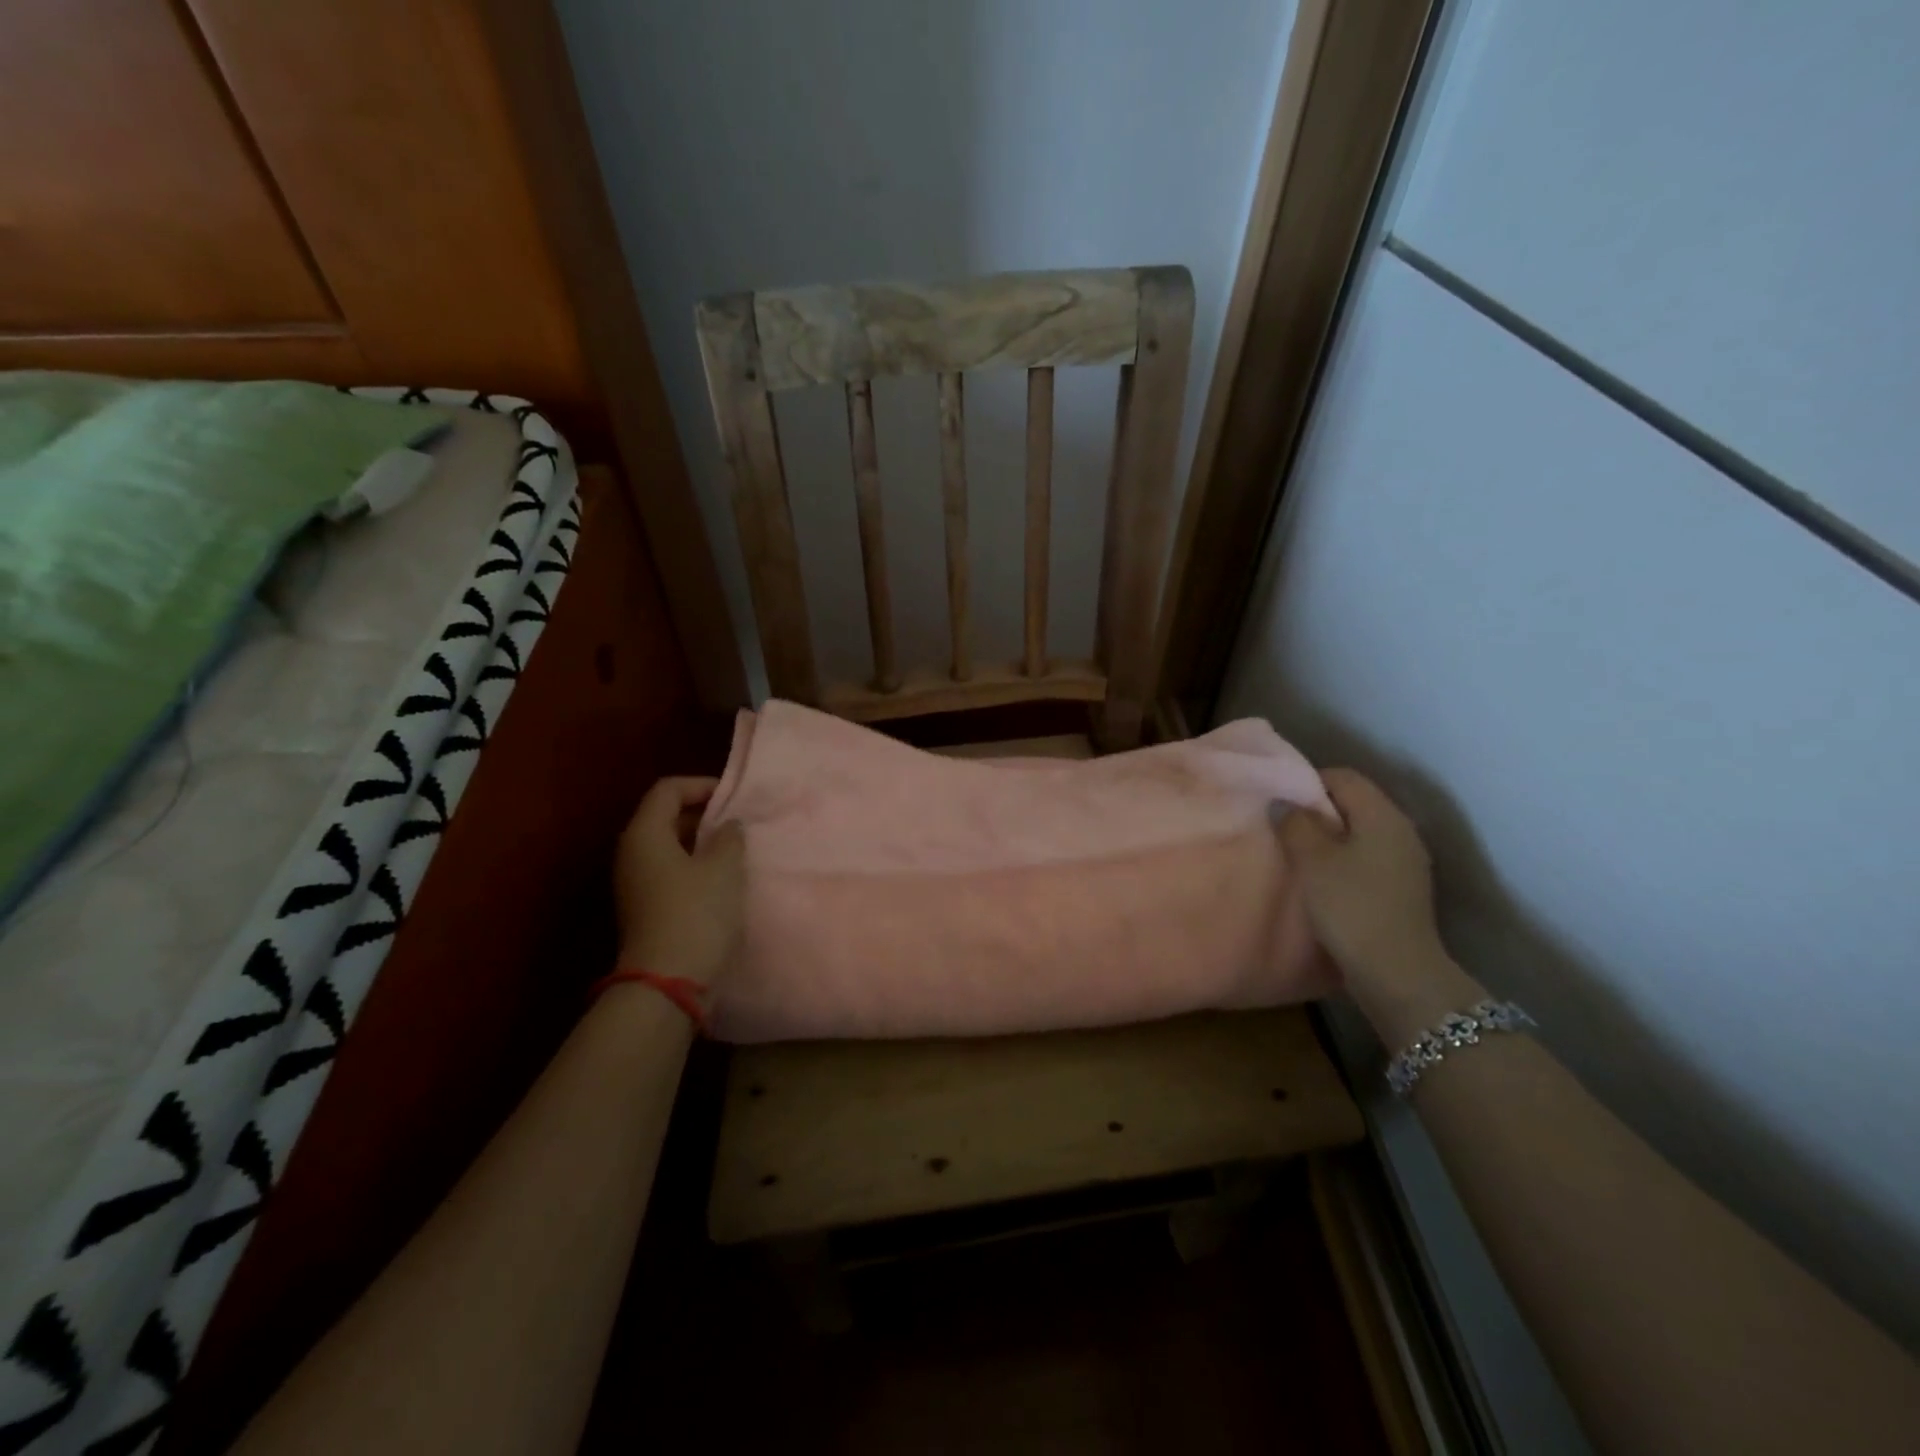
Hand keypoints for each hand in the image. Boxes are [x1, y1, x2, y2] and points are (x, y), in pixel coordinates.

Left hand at [613, 776, 744, 988]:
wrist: (668, 981)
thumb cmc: (696, 913)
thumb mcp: (723, 868)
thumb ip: (729, 837)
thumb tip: (728, 826)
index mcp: (644, 834)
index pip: (668, 790)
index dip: (701, 785)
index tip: (734, 797)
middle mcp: (632, 853)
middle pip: (665, 816)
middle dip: (703, 814)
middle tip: (739, 821)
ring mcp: (636, 883)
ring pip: (669, 846)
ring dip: (702, 842)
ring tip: (736, 848)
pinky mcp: (646, 907)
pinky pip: (671, 871)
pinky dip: (695, 866)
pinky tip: (723, 879)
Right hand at [1275, 769, 1447, 992]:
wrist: (1397, 973)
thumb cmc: (1351, 907)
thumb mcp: (1312, 861)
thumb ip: (1294, 823)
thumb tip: (1283, 803)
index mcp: (1383, 816)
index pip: (1344, 777)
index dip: (1308, 782)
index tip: (1279, 802)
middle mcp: (1401, 831)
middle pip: (1354, 803)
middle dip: (1317, 810)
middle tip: (1283, 826)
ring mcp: (1407, 861)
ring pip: (1360, 832)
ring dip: (1329, 837)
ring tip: (1298, 854)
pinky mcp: (1403, 888)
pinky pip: (1367, 857)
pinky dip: (1343, 859)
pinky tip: (1323, 879)